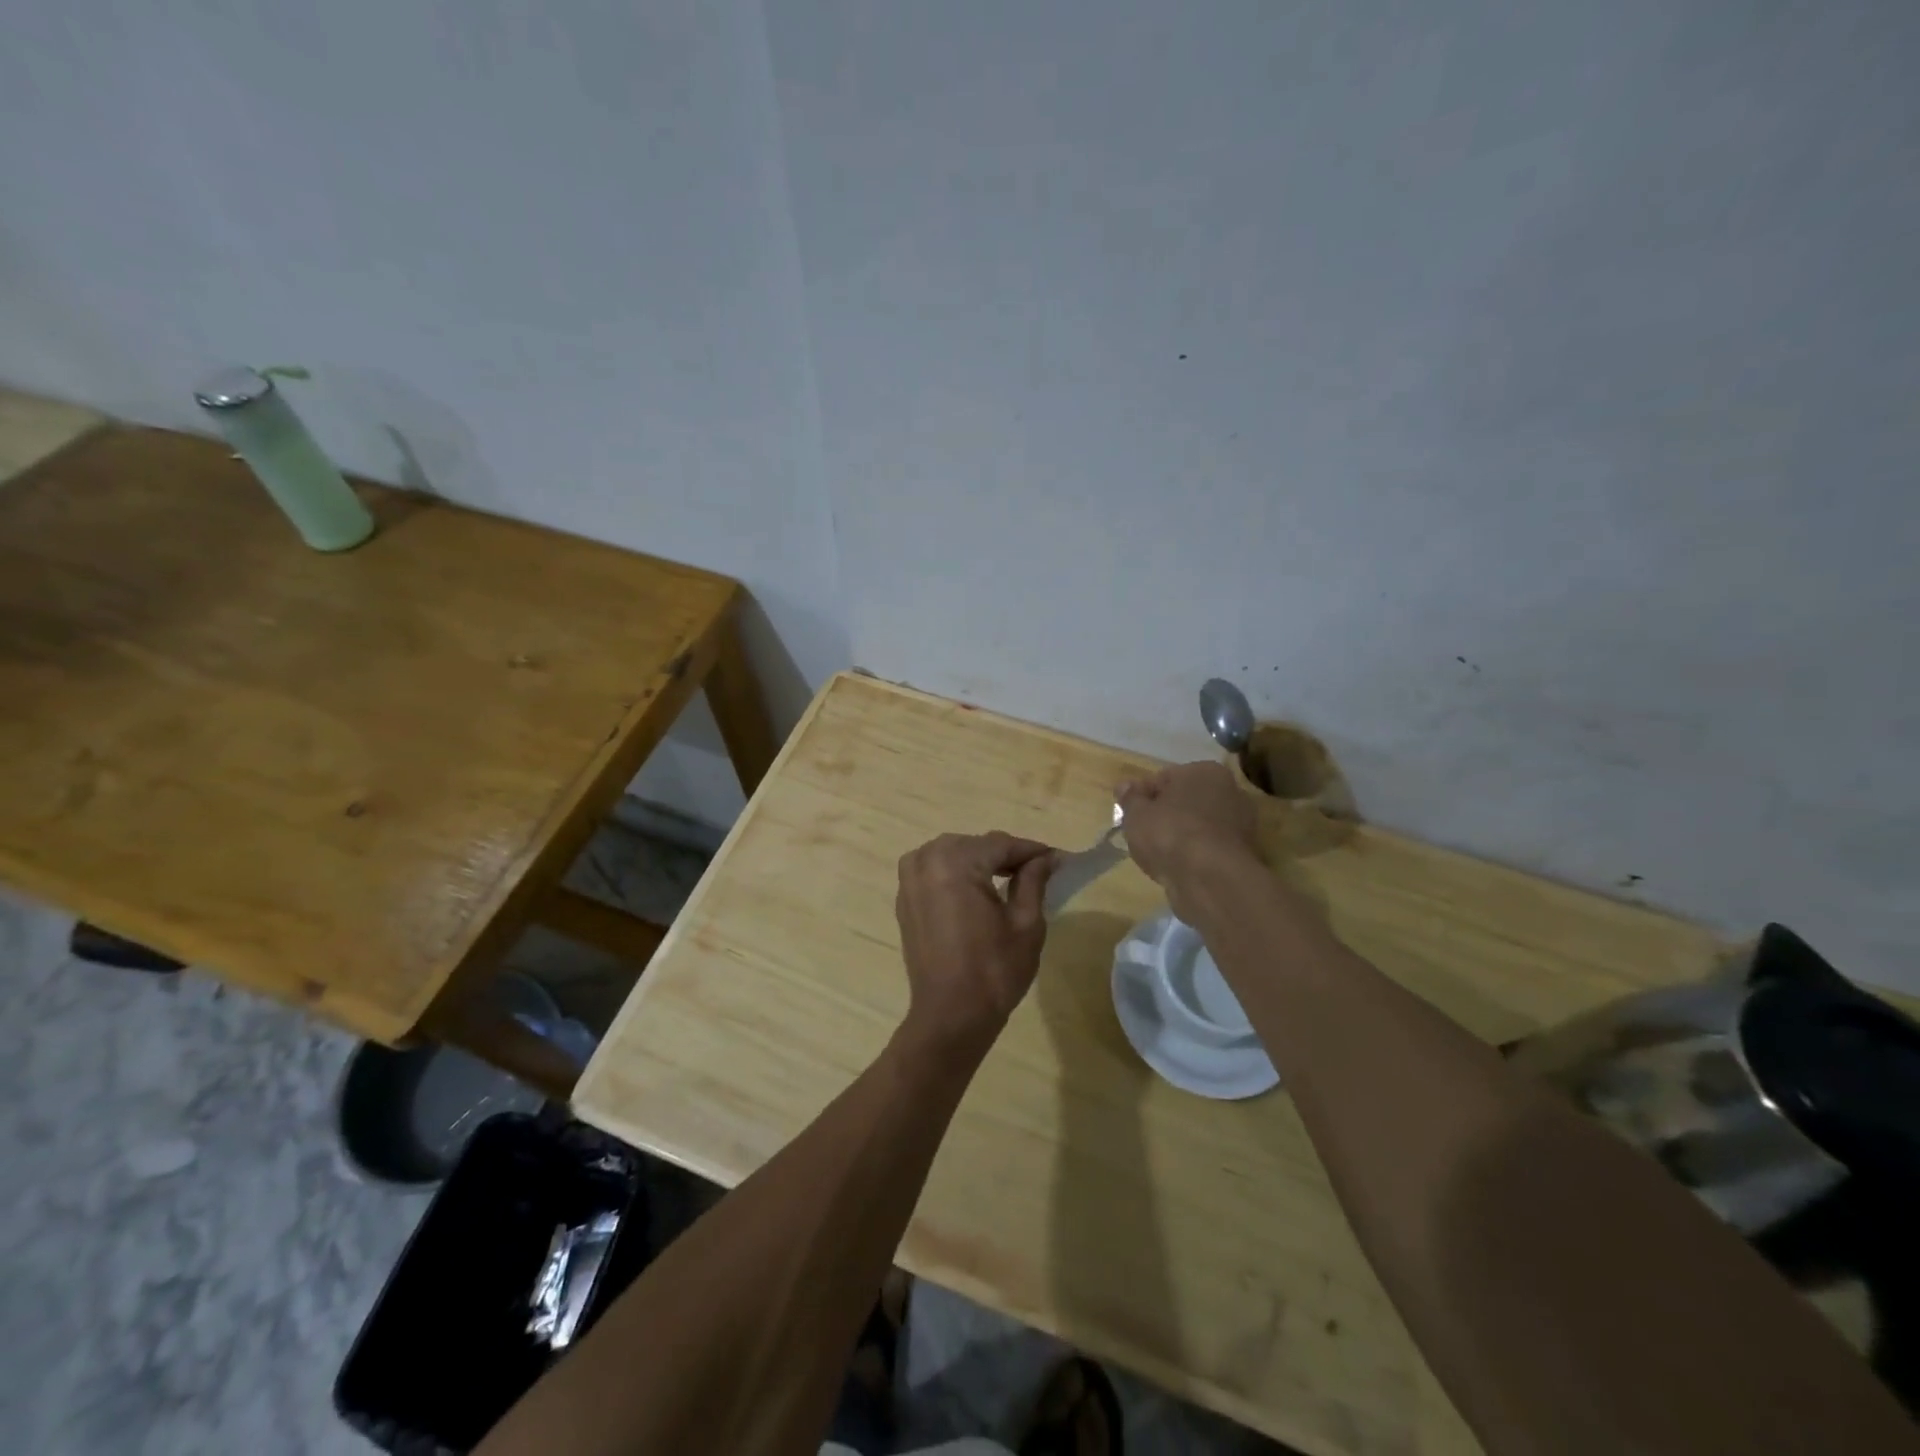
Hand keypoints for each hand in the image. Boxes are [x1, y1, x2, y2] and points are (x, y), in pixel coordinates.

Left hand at [895, 831, 1055, 1055]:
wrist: (950, 1015)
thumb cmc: (994, 970)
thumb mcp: (1026, 922)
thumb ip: (1034, 879)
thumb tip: (1047, 857)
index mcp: (954, 862)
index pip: (1000, 844)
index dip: (1031, 850)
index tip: (1058, 858)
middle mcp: (926, 860)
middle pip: (976, 845)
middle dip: (1005, 855)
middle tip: (1036, 871)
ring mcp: (910, 879)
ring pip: (954, 853)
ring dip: (981, 861)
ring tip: (1010, 880)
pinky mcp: (905, 898)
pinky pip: (936, 870)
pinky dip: (958, 874)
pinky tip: (979, 891)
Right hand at [1117, 762, 1261, 920]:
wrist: (1209, 878)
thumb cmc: (1169, 834)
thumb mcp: (1136, 813)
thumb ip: (1130, 798)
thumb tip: (1125, 786)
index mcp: (1205, 771)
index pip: (1165, 777)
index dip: (1142, 794)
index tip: (1127, 812)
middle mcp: (1230, 791)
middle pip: (1186, 800)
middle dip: (1165, 813)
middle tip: (1141, 832)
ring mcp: (1241, 823)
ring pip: (1198, 825)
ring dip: (1180, 835)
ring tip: (1156, 853)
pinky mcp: (1243, 853)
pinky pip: (1207, 847)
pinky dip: (1193, 854)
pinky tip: (1176, 867)